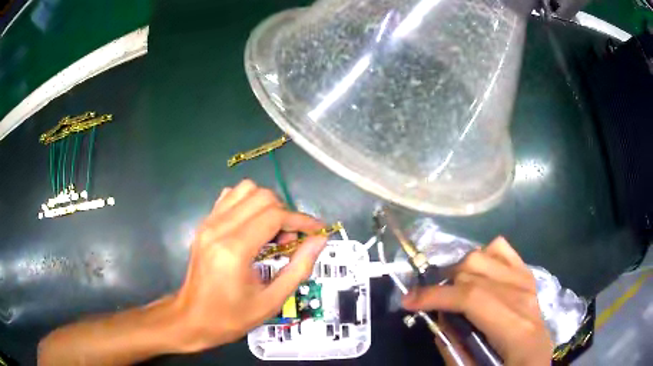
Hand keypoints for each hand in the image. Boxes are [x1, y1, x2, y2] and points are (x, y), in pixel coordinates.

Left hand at [172, 179, 326, 352]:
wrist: (192, 318)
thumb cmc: (231, 316)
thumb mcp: (272, 301)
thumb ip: (299, 268)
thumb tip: (319, 240)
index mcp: (234, 250)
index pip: (275, 216)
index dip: (302, 220)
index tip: (317, 231)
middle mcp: (218, 228)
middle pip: (262, 196)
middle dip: (285, 213)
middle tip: (289, 241)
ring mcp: (208, 223)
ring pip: (245, 189)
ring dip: (267, 205)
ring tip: (271, 232)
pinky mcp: (204, 224)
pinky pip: (230, 197)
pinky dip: (248, 204)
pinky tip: (252, 228)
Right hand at [402, 237, 552, 365]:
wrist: (535, 358)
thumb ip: (453, 348)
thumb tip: (436, 318)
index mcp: (516, 328)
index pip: (472, 297)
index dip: (435, 295)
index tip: (407, 301)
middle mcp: (524, 296)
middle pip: (475, 270)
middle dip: (444, 286)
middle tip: (432, 304)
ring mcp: (527, 281)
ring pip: (484, 254)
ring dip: (461, 271)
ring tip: (454, 290)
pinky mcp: (527, 275)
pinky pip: (501, 249)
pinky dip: (482, 256)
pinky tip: (477, 275)